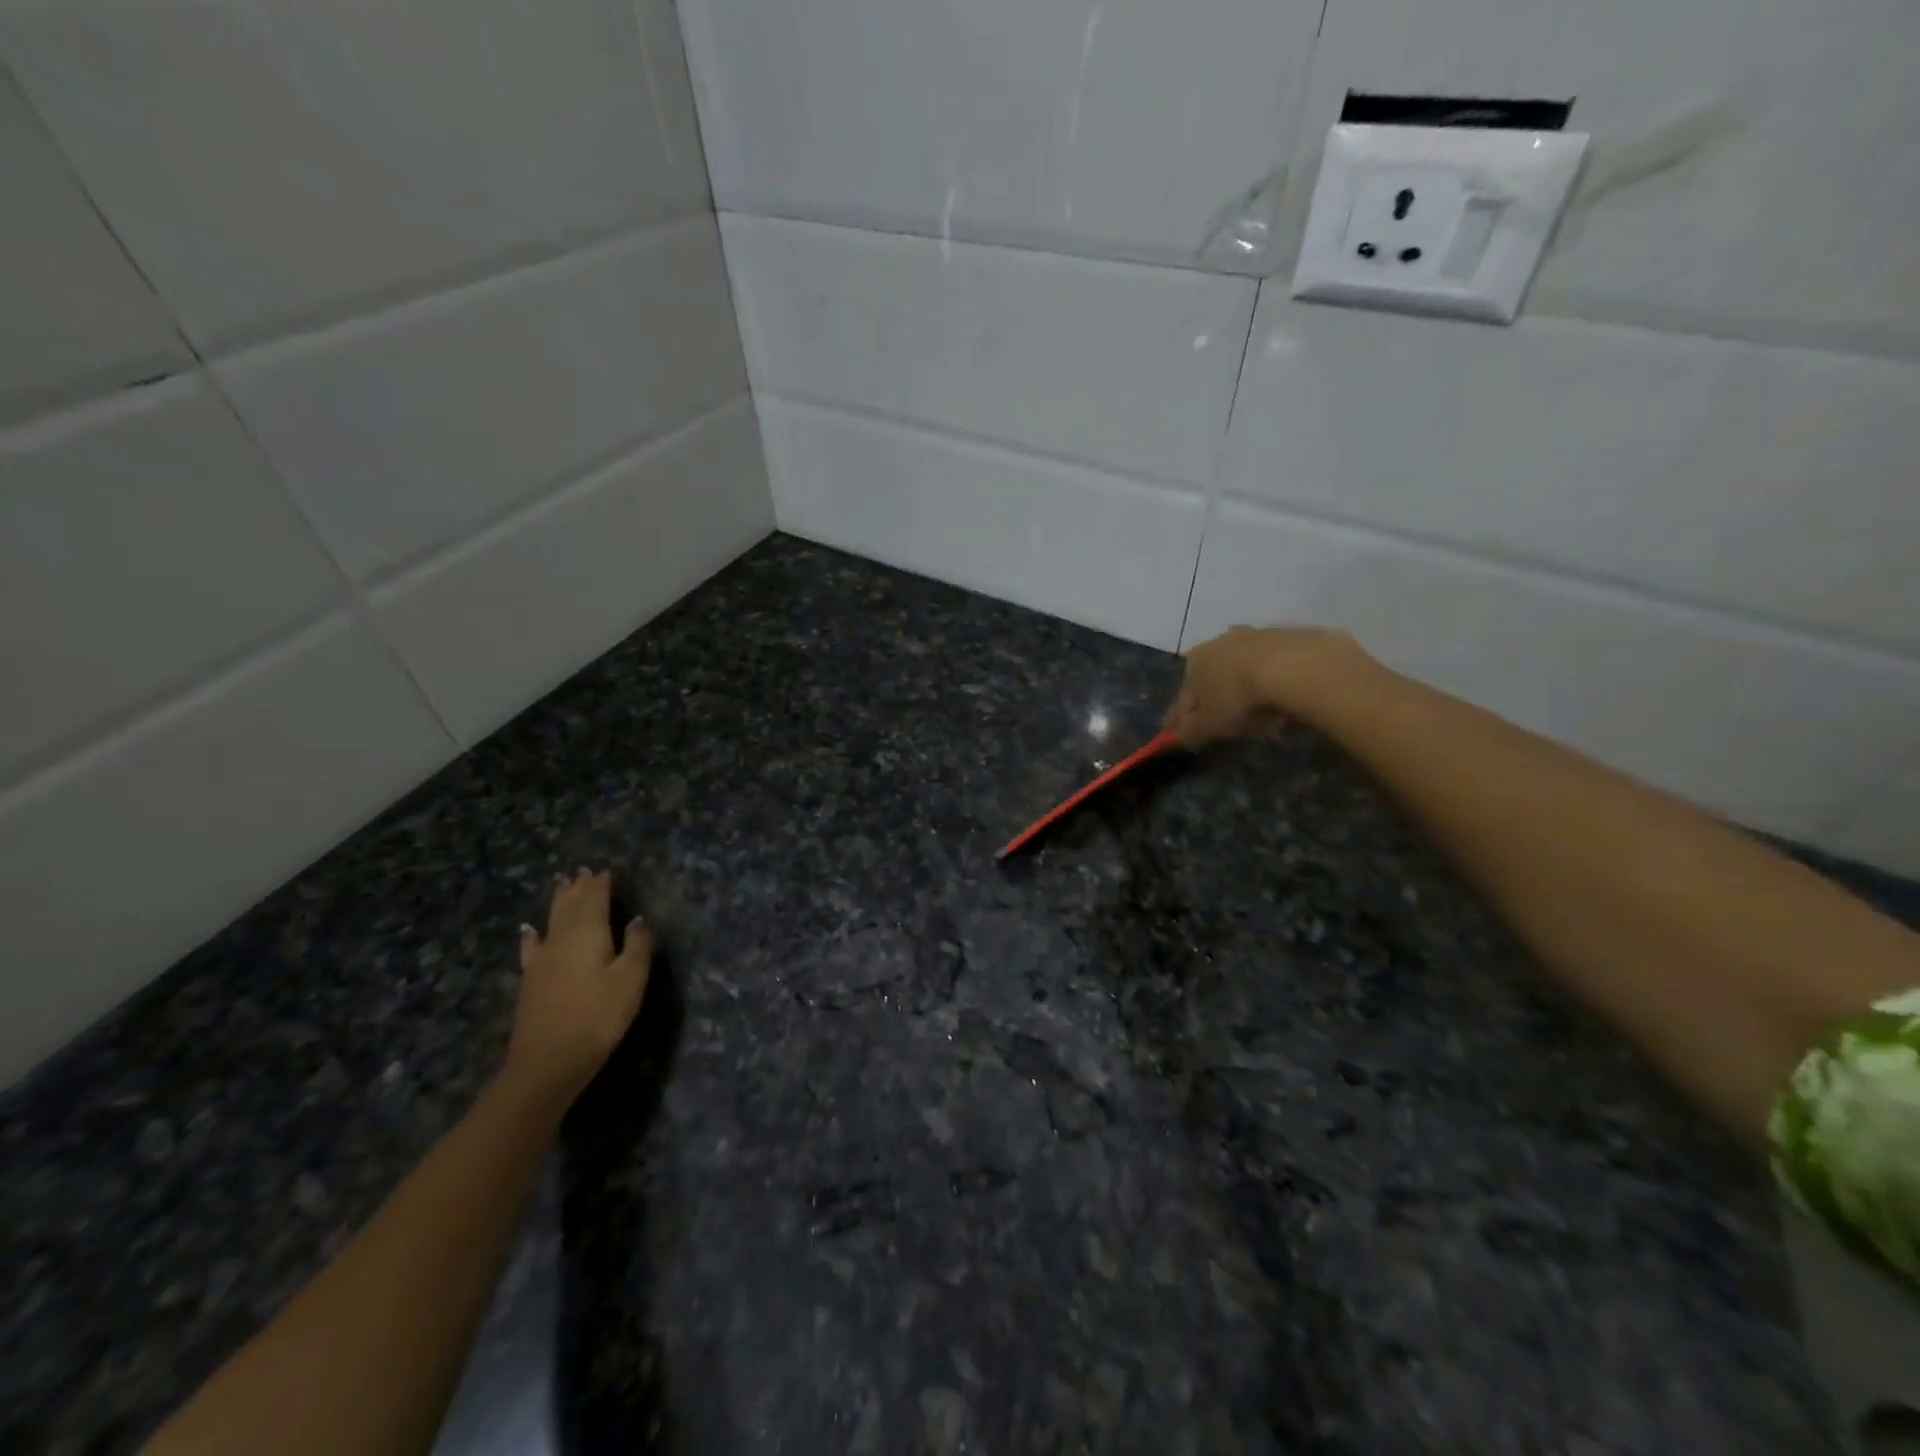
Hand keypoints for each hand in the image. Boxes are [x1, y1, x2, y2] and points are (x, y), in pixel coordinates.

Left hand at [504, 869, 653, 1104]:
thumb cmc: (598, 1017)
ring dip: (558, 902)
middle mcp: (562, 939)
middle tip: (581, 870)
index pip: (595, 900)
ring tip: (561, 885)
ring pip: (551, 921)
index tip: (605, 870)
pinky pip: (532, 947)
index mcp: (589, 934)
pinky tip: (528, 930)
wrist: (547, 1063)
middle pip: (570, 906)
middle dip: (578, 888)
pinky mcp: (530, 981)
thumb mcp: (630, 980)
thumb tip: (638, 919)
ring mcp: (542, 960)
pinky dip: (531, 935)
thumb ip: (637, 945)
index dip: (600, 885)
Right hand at [1165, 626, 1368, 747]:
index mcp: (1195, 660)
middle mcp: (1220, 641)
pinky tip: (1283, 704)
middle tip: (1224, 726)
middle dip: (1216, 701)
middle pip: (1214, 679)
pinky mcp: (1289, 636)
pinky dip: (1273, 684)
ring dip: (1246, 691)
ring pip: (1244, 671)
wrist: (1294, 667)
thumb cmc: (1238, 697)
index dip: (1179, 718)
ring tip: (1259, 719)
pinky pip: (1274, 668)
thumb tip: (1176, 739)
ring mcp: (1256, 635)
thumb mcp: (1209, 725)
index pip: (1183, 695)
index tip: (1178, 733)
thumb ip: (1189, 733)